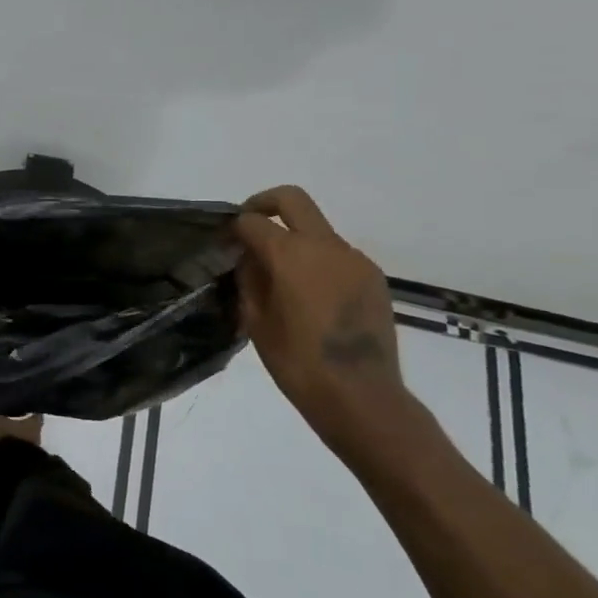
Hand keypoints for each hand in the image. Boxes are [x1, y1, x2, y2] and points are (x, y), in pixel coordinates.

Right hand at [232, 186, 415, 456]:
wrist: (361, 397)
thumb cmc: (297, 363)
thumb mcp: (256, 320)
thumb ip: (249, 278)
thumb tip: (247, 257)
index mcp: (291, 255)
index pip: (253, 221)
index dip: (234, 228)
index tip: (224, 244)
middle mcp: (326, 246)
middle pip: (292, 200)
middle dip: (264, 204)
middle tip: (249, 226)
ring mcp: (354, 260)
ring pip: (317, 230)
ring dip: (295, 239)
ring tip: (282, 277)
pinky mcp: (373, 278)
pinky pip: (337, 256)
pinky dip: (317, 262)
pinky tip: (310, 296)